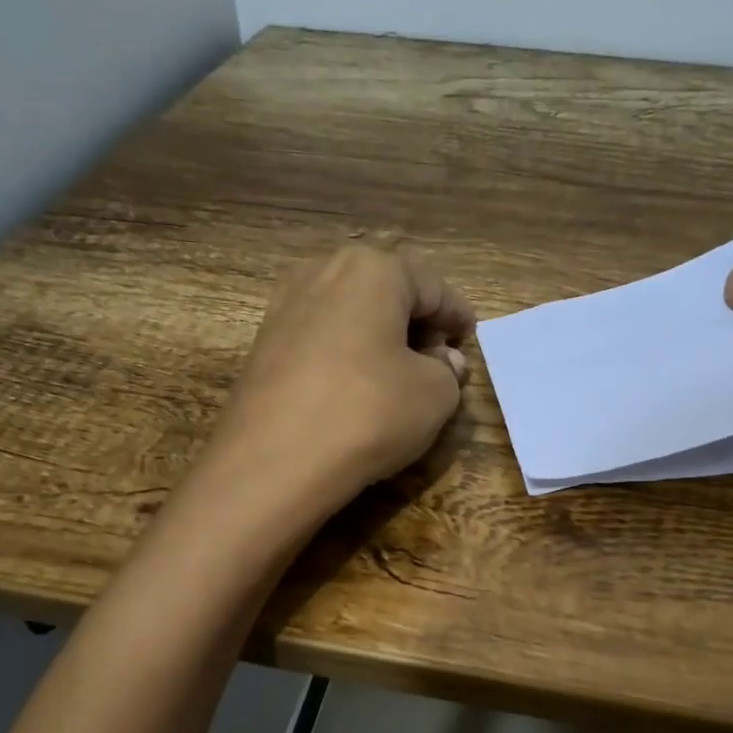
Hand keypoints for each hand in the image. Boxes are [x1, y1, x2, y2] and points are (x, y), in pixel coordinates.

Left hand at [206, 235, 474, 509]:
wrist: (273, 462)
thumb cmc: (368, 413)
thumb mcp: (435, 396)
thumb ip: (449, 371)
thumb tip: (442, 361)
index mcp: (372, 269)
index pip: (432, 287)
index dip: (457, 315)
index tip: (470, 337)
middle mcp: (323, 272)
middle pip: (386, 292)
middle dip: (415, 322)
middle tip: (437, 358)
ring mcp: (284, 306)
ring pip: (350, 314)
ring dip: (379, 338)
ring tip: (398, 376)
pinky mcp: (263, 343)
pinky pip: (321, 339)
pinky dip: (346, 355)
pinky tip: (356, 388)